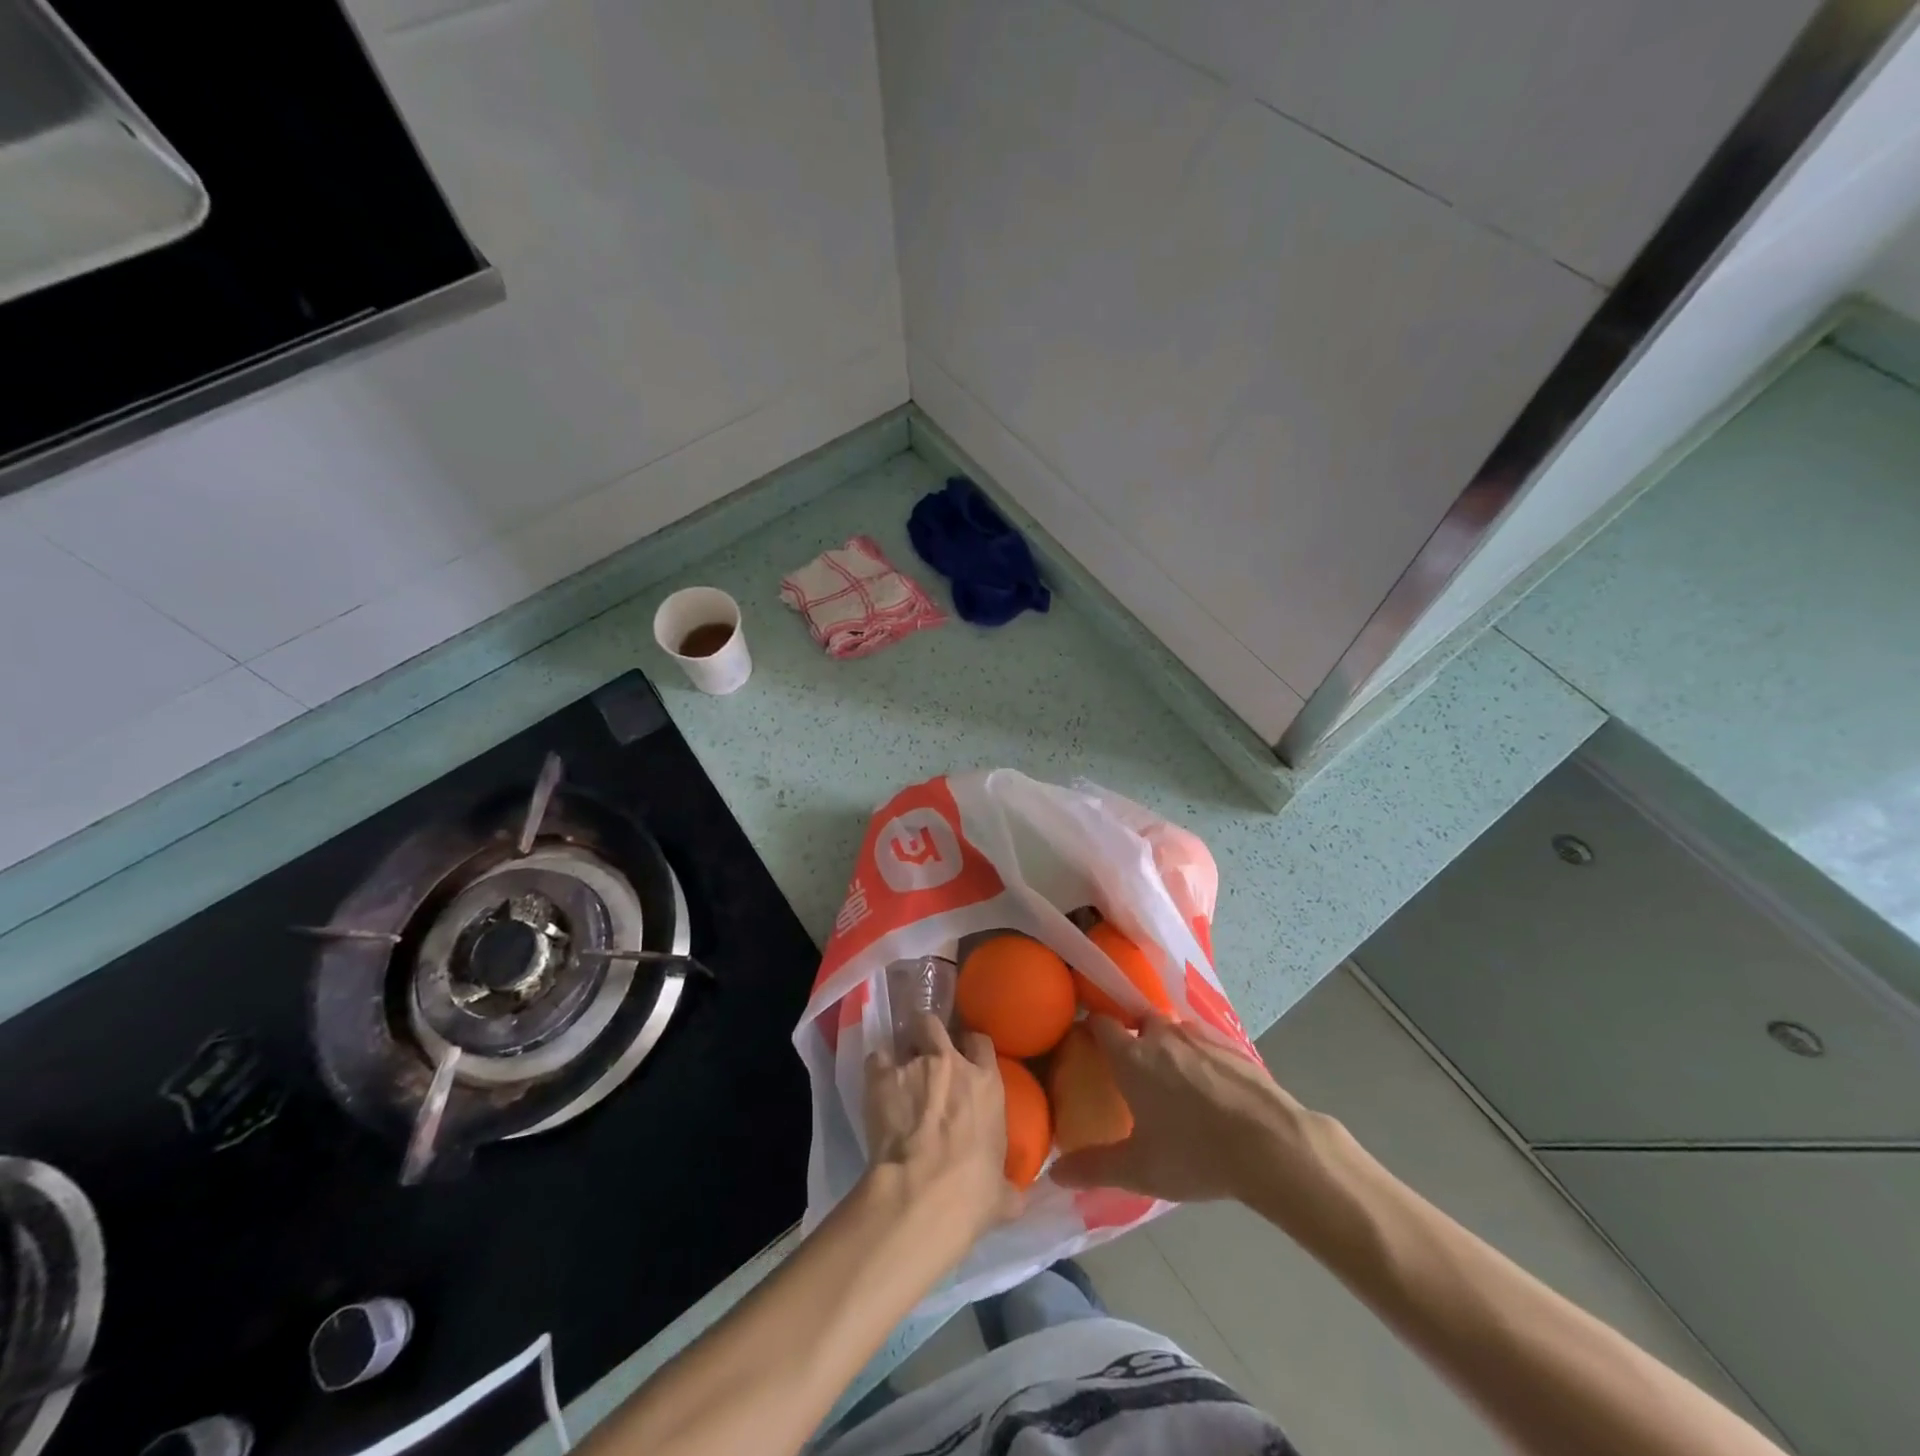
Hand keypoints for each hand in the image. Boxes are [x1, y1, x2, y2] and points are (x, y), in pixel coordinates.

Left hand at [864, 1016, 1022, 1250]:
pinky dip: (876, 1069)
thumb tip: (1014, 1198)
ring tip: (896, 1072)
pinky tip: (875, 1086)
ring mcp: (915, 1065)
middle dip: (929, 1033)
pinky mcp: (882, 1076)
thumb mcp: (1002, 1193)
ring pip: (905, 1037)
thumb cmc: (971, 1193)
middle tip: (924, 1051)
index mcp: (986, 1084)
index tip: (963, 1056)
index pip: (981, 1042)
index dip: (969, 1045)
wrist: (921, 1194)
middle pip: (937, 1025)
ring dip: (902, 1053)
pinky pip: (876, 1058)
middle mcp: (952, 1063)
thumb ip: (1008, 1186)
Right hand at [1051, 1014, 1322, 1205]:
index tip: (1086, 1045)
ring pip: (1172, 1029)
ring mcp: (1199, 1036)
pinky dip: (1197, 1055)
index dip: (1090, 1029)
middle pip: (1137, 1020)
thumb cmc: (1194, 1153)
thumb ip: (1094, 1167)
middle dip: (1131, 1034)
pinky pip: (1202, 1041)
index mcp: (1132, 1055)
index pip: (1100, 1023)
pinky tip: (1207, 1087)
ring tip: (1169, 1077)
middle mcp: (1161, 1035)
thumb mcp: (1139, 1169)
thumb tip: (1053, 1172)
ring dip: (1165, 1044)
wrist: (1271, 1143)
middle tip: (1129, 1067)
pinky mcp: (1232, 1045)